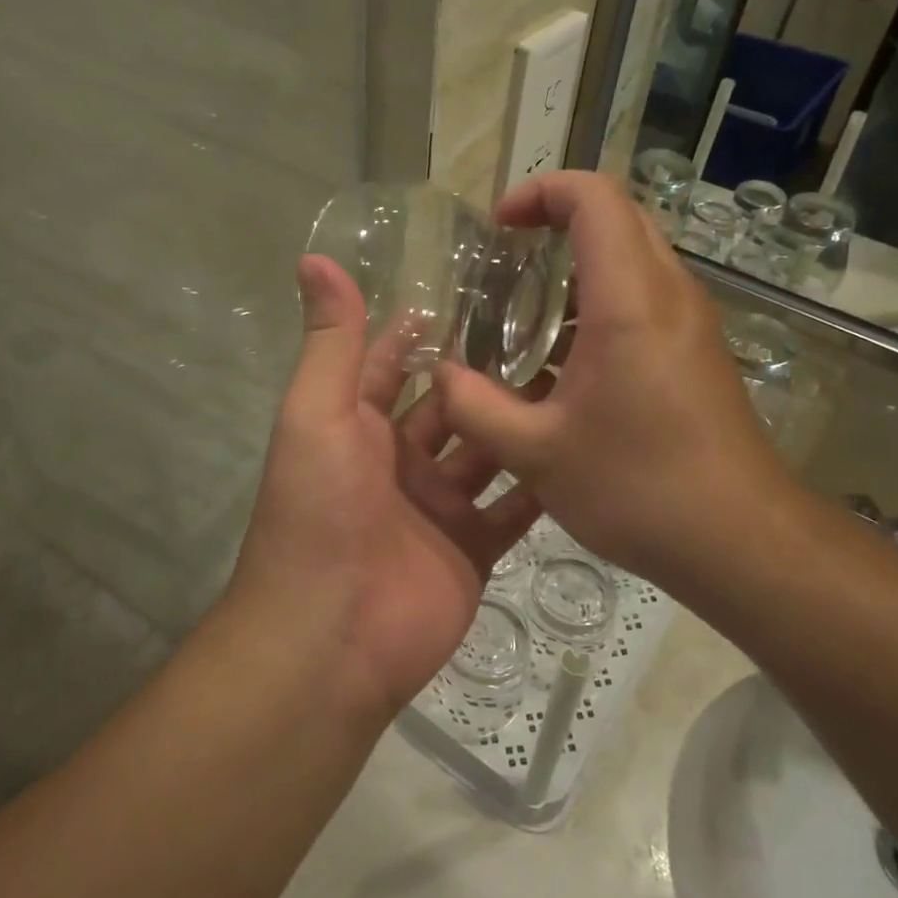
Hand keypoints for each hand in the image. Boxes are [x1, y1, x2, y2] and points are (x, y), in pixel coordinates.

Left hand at [228, 256, 540, 719]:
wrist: (331, 638)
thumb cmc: (319, 511)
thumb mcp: (317, 413)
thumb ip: (330, 342)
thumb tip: (315, 258)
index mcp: (358, 426)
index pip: (393, 364)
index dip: (424, 330)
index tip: (475, 287)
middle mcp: (399, 461)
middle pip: (450, 406)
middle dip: (486, 372)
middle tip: (548, 327)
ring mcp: (440, 506)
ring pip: (488, 451)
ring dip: (521, 421)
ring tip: (578, 375)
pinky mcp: (474, 548)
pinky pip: (514, 508)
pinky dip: (541, 484)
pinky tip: (583, 447)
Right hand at [433, 173, 787, 588]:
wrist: (741, 541)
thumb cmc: (639, 487)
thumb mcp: (536, 453)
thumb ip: (475, 407)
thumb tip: (440, 376)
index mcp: (630, 300)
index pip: (594, 197)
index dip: (541, 192)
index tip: (499, 227)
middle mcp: (668, 293)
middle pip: (617, 216)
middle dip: (556, 221)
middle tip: (506, 260)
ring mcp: (689, 321)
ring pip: (634, 256)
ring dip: (577, 266)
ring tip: (525, 313)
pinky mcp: (696, 351)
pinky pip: (645, 297)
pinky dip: (599, 302)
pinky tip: (563, 362)